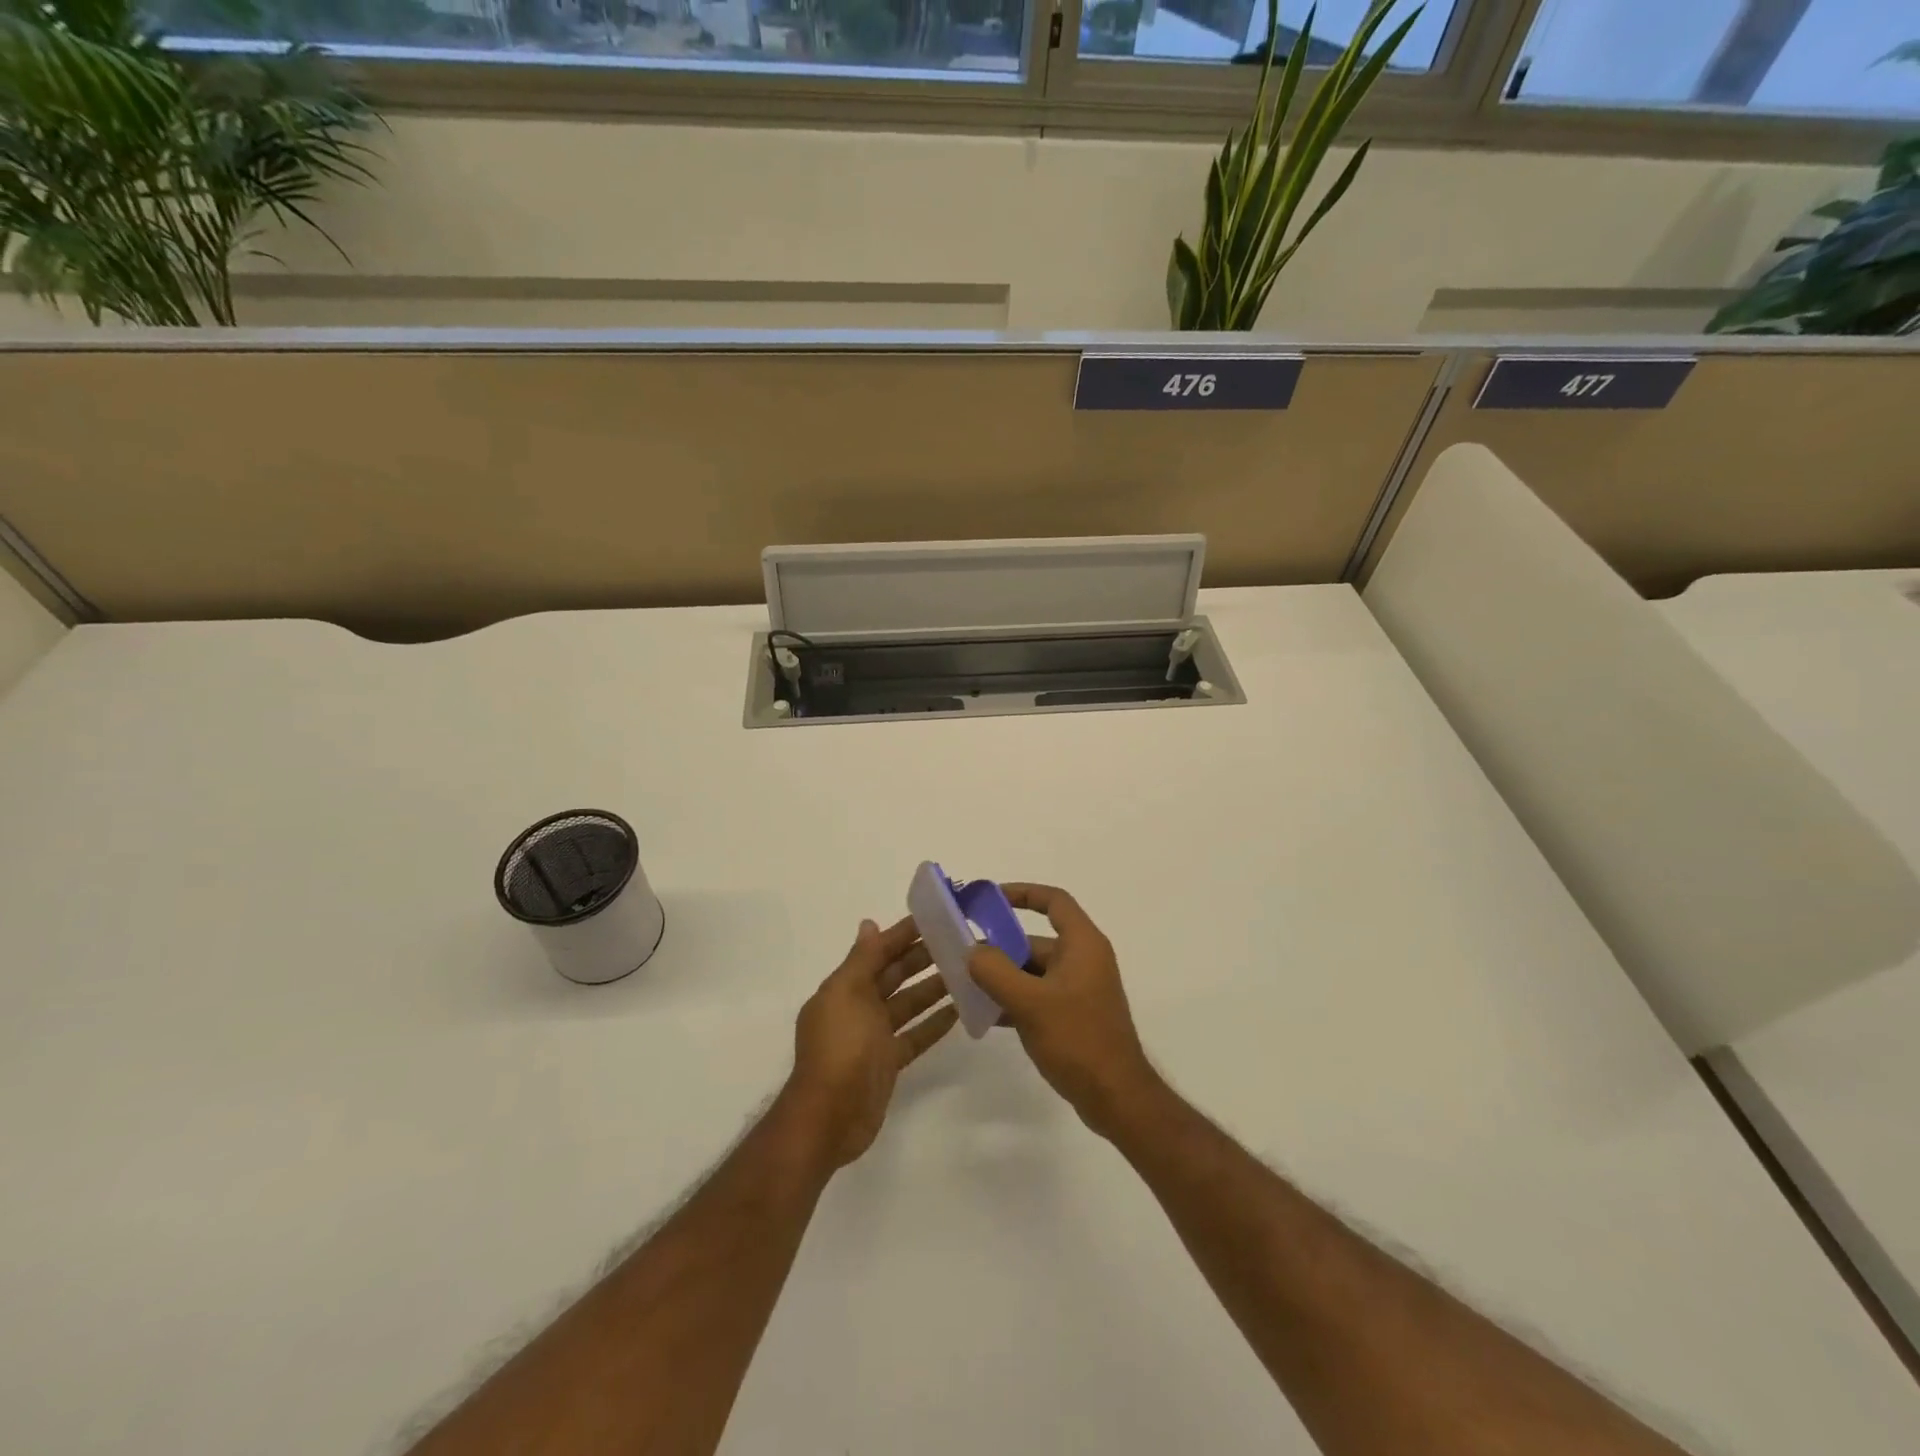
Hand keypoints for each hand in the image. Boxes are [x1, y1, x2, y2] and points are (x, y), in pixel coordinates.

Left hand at [780, 917, 958, 1171]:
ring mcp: (874, 1036)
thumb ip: (862, 959)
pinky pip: (915, 1035)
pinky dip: (934, 1023)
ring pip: (908, 1003)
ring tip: (966, 972)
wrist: (829, 1117)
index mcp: (844, 987)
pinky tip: (960, 1010)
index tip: (934, 918)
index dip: (902, 934)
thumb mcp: (847, 994)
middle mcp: (858, 1007)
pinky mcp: (888, 1062)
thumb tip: (869, 924)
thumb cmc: (839, 1047)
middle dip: (922, 958)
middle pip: (895, 975)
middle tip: (958, 942)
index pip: (877, 952)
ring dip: (933, 988)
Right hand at [967, 883, 1160, 1139]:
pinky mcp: (1073, 1016)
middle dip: (1000, 946)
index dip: (1022, 892)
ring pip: (1033, 971)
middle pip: (1036, 940)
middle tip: (962, 955)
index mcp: (1083, 944)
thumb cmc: (1078, 1040)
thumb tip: (973, 951)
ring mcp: (1079, 990)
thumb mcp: (1030, 1002)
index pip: (1054, 901)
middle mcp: (1083, 960)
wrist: (1116, 1098)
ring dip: (1002, 976)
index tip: (988, 899)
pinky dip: (1013, 999)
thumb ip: (996, 971)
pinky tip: (984, 1015)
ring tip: (965, 986)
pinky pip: (1037, 995)